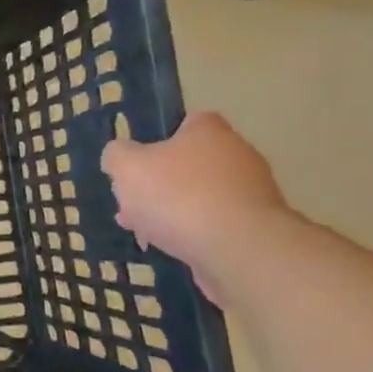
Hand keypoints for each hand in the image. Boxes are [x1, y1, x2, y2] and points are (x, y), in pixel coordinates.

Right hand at [100, 113, 291, 301]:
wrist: (237, 248)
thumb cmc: (178, 196)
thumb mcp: (127, 167)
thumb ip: (117, 155)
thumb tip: (120, 155)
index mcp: (209, 132)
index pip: (185, 123)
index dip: (157, 140)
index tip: (137, 162)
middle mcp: (237, 155)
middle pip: (188, 164)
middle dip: (157, 184)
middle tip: (131, 203)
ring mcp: (251, 192)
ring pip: (198, 196)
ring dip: (171, 211)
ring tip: (142, 231)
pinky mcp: (255, 227)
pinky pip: (213, 223)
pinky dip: (192, 232)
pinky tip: (169, 246)